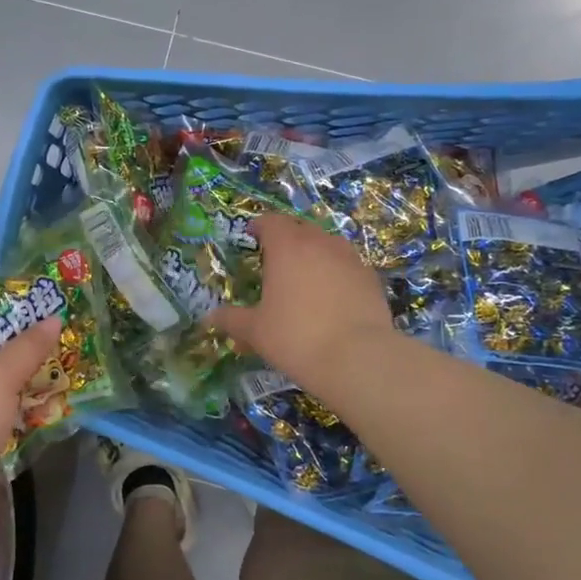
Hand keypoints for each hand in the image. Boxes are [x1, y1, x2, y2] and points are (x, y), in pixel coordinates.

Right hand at [205, 214, 395, 387]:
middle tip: (276, 256)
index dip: (260, 225)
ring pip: (328, 244)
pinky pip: (348, 265)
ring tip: (305, 274)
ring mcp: (350, 258)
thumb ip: (232, 319)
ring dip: (314, 251)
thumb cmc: (296, 337)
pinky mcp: (370, 278)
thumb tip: (209, 318)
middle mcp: (320, 243)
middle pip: (301, 228)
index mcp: (287, 247)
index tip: (252, 234)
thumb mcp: (256, 331)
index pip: (271, 222)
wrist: (357, 357)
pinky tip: (332, 294)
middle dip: (287, 236)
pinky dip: (336, 271)